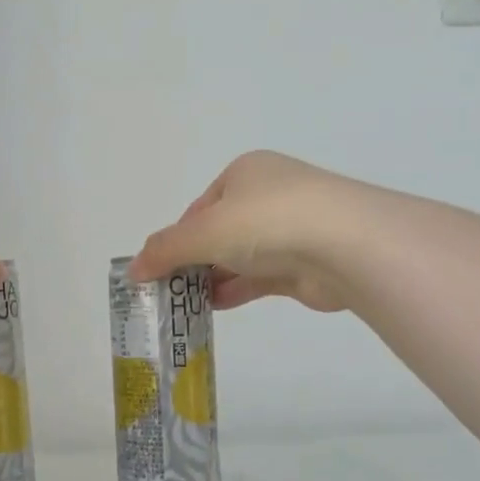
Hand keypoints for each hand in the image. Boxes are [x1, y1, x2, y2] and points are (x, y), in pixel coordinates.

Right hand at [130, 151, 355, 310]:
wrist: (346, 246)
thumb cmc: (266, 221)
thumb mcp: (203, 232)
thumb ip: (165, 250)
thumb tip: (133, 270)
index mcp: (245, 173)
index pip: (200, 207)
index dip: (177, 237)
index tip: (160, 266)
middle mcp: (269, 195)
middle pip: (219, 232)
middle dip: (193, 260)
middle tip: (168, 288)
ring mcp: (291, 230)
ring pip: (240, 256)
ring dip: (212, 278)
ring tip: (183, 304)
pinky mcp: (305, 263)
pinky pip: (260, 277)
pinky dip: (235, 290)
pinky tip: (212, 307)